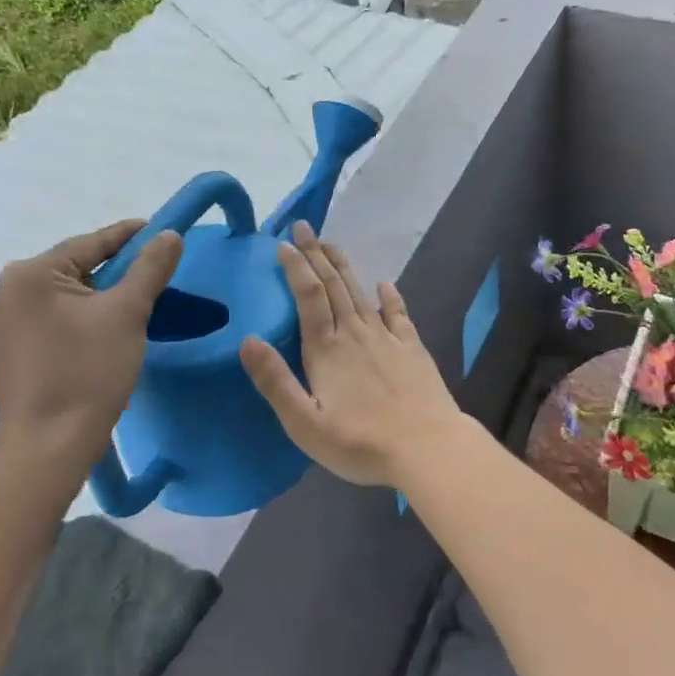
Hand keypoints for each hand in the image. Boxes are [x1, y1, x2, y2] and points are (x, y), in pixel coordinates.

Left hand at [0, 220, 182, 462]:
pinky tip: (103, 329)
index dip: (131, 236)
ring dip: (98, 293)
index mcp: (30, 274)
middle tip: (154, 271)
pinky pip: (51, 317)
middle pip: (75, 266)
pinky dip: (80, 315)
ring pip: (64, 293)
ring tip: (134, 301)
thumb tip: (169, 234)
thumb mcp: (128, 313)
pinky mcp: (6, 350)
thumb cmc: (88, 372)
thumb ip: (150, 267)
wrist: (49, 447)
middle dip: (115, 268)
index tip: (162, 232)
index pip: (91, 243)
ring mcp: (1, 323)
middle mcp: (6, 291)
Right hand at [239, 223, 470, 488]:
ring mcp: (387, 338)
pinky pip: (398, 314)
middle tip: (303, 228)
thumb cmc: (360, 442)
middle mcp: (355, 334)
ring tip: (331, 244)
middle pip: (333, 285)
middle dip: (316, 254)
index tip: (283, 245)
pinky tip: (385, 283)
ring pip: (360, 292)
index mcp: (326, 350)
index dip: (296, 267)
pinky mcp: (412, 349)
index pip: (308, 296)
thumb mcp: (305, 423)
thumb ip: (275, 381)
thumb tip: (248, 340)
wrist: (426, 447)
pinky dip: (389, 296)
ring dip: (343, 266)